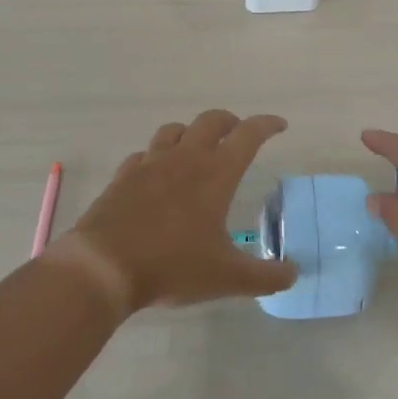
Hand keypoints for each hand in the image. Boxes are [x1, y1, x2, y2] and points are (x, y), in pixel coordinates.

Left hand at [53, 110, 297, 315]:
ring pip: (174, 130)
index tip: (280, 125)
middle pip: (210, 121)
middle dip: (229, 122)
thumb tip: (293, 274)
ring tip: (197, 149)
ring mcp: (150, 164)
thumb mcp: (227, 277)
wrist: (104, 266)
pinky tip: (156, 174)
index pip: (248, 135)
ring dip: (191, 132)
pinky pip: (143, 155)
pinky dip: (156, 157)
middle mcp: (185, 158)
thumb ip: (265, 277)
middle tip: (238, 134)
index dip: (266, 125)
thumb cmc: (173, 266)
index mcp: (216, 173)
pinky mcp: (123, 177)